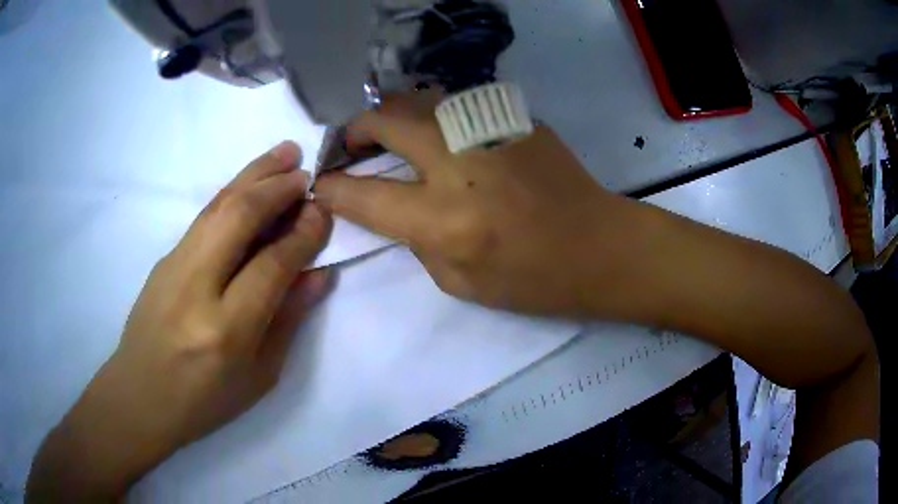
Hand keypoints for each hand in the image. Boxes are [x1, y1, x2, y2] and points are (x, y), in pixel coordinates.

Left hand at [27, 142, 332, 500]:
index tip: (323, 211)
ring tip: (283, 154)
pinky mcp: (163, 260)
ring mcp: (173, 268)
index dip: (302, 234)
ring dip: (253, 175)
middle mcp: (196, 289)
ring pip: (217, 207)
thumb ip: (287, 321)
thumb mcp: (259, 376)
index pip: (271, 265)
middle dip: (276, 186)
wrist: (140, 396)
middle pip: (238, 218)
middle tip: (305, 169)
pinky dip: (231, 194)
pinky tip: (248, 186)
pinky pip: (203, 218)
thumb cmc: (205, 401)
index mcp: (226, 330)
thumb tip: (319, 275)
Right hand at [316, 91, 642, 315]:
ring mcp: (488, 130)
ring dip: (393, 116)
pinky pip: (456, 105)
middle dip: (356, 129)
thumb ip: (415, 238)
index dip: (332, 188)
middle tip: (352, 146)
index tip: (324, 184)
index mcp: (443, 219)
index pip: (362, 194)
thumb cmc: (532, 279)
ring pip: (418, 99)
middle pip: (384, 120)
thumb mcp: (457, 281)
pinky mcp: (513, 117)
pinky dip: (433, 117)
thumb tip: (393, 204)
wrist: (598, 246)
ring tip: (390, 137)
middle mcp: (458, 163)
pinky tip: (440, 137)